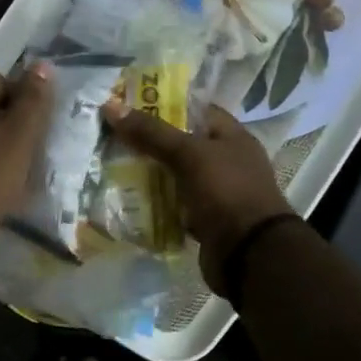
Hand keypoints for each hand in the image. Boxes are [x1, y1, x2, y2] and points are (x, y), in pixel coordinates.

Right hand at [101, 102, 295, 294]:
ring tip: (113, 166)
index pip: (196, 110)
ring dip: (151, 175)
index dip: (165, 105)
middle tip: (113, 137)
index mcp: (232, 137)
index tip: (130, 106)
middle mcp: (227, 162)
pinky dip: (157, 205)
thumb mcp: (189, 155)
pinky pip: (176, 206)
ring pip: (177, 177)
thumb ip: (151, 132)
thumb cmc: (226, 192)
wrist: (250, 254)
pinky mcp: (206, 220)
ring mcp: (217, 193)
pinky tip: (129, 201)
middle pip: (182, 145)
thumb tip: (111, 105)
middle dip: (150, 142)